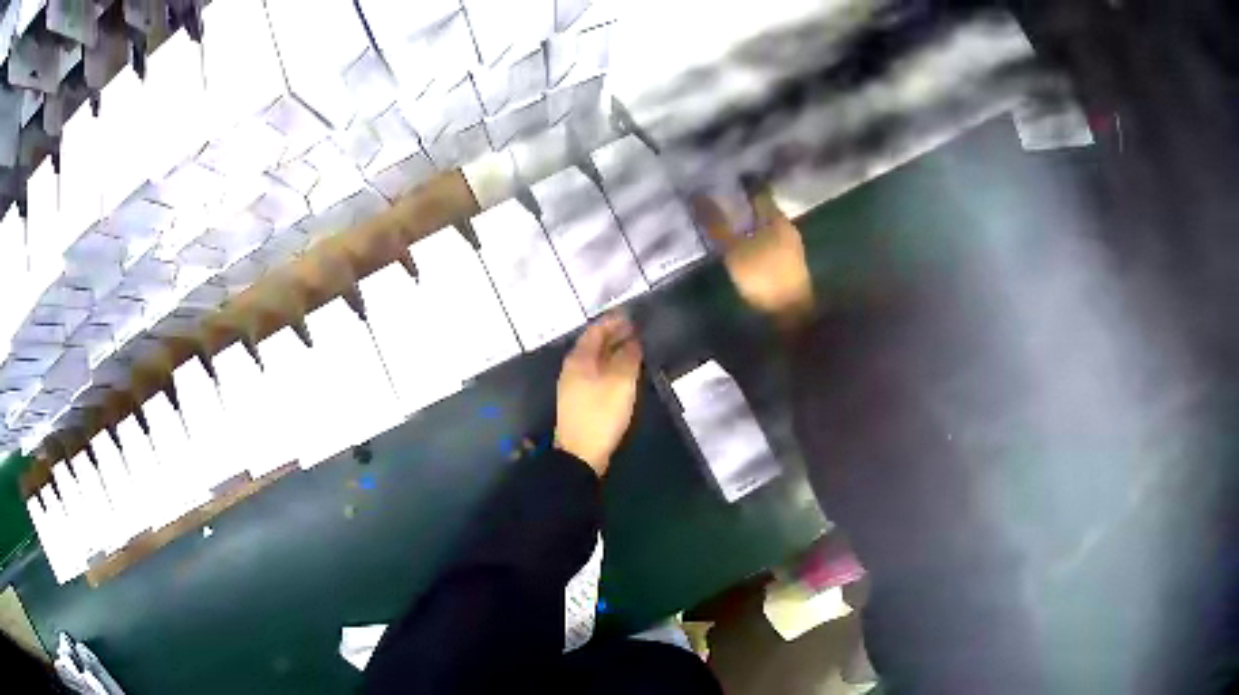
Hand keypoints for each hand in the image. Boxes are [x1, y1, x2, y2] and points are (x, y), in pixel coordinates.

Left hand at [555, 314, 642, 475]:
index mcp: (579, 360)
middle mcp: (573, 369)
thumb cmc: (601, 414)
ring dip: (612, 351)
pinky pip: (595, 374)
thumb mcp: (620, 383)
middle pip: (593, 345)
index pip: (595, 331)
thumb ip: (627, 358)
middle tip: (634, 328)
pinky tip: (622, 371)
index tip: (629, 314)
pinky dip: (609, 366)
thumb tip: (633, 340)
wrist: (581, 454)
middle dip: (613, 335)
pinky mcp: (580, 401)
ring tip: (633, 347)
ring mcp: (574, 386)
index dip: (612, 321)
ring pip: (594, 360)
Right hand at [692, 186, 814, 330]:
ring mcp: (791, 248)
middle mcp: (787, 229)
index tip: (724, 181)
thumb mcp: (734, 249)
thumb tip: (698, 197)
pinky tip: (744, 245)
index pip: (759, 192)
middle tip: (721, 202)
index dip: (742, 185)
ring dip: (750, 224)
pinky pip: (770, 242)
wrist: (792, 315)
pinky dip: (756, 239)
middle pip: (764, 210)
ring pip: (767, 227)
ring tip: (729, 224)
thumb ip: (717, 224)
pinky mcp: (789, 265)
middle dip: (745, 205)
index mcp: (777, 219)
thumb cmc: (763, 276)